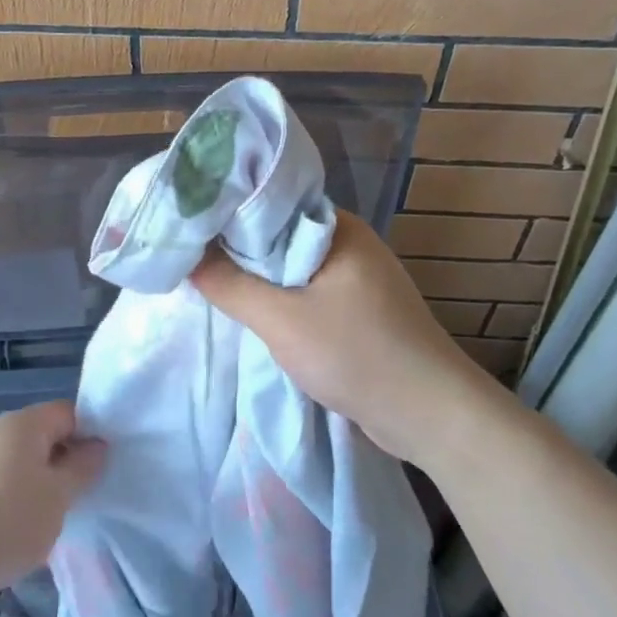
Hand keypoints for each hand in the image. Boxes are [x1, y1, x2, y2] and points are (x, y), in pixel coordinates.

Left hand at [0, 400, 105, 605]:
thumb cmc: (6, 522)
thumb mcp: (59, 497)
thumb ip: (83, 467)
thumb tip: (97, 445)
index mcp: (23, 422)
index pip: (68, 412)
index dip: (88, 435)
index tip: (99, 469)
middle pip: (42, 435)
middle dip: (62, 463)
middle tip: (78, 497)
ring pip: (19, 461)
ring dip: (37, 484)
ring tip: (48, 520)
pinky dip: (11, 498)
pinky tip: (15, 531)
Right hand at [190, 209, 498, 468]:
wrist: (432, 416)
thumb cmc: (358, 355)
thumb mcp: (282, 320)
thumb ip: (229, 285)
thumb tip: (184, 254)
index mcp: (336, 226)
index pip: (268, 201)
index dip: (225, 209)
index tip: (183, 220)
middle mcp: (347, 240)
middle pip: (277, 233)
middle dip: (235, 246)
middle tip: (186, 252)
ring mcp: (355, 274)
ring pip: (289, 265)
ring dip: (256, 275)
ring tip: (206, 277)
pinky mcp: (358, 306)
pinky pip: (305, 289)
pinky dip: (278, 297)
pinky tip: (249, 307)